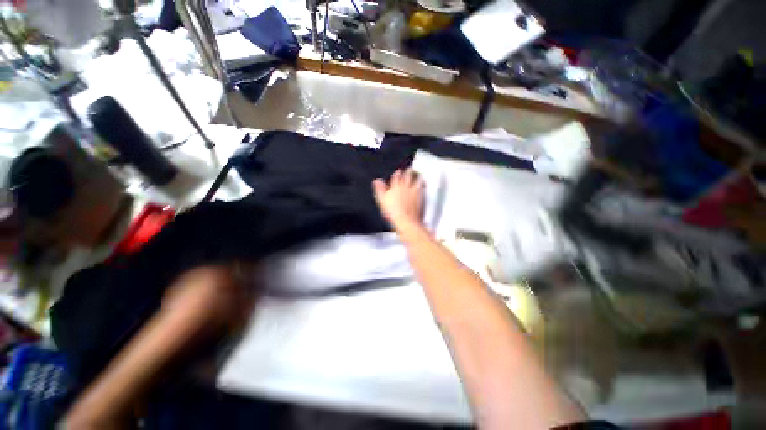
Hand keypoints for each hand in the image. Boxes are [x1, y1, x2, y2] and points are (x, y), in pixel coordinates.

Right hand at [372, 168, 424, 230]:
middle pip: (407, 175)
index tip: (398, 172)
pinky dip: (422, 182)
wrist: (406, 221)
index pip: (396, 176)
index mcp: (394, 187)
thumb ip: (380, 189)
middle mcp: (405, 185)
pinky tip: (423, 182)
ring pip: (415, 177)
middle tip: (408, 170)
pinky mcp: (421, 193)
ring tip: (416, 174)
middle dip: (407, 172)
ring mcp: (414, 189)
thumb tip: (377, 181)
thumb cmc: (394, 213)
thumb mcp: (382, 201)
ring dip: (416, 175)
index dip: (397, 174)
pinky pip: (422, 184)